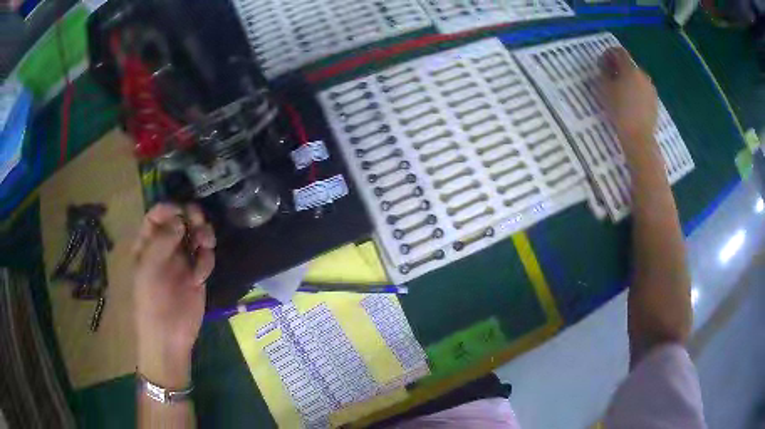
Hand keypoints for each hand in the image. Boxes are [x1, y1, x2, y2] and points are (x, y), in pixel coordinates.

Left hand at [132, 203, 215, 387]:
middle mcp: (165, 248)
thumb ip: (163, 240)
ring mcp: (182, 261)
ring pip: (195, 236)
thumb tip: (180, 219)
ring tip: (206, 244)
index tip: (181, 210)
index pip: (156, 217)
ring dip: (203, 236)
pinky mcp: (197, 274)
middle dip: (191, 218)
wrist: (169, 335)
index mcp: (147, 244)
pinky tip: (201, 276)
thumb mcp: (149, 269)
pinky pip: (205, 257)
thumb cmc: (151, 301)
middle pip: (179, 222)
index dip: (168, 209)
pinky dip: (206, 260)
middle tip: (199, 221)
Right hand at [599, 47, 658, 156]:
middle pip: (628, 64)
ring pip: (636, 78)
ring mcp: (650, 88)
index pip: (618, 52)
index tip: (602, 64)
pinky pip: (643, 89)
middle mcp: (642, 74)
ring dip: (628, 80)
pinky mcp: (654, 101)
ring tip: (621, 93)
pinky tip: (631, 103)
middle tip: (610, 79)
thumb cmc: (619, 111)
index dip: (609, 54)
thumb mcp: (605, 89)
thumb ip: (604, 72)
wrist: (639, 138)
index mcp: (630, 69)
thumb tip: (605, 66)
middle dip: (619, 68)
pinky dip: (636, 91)